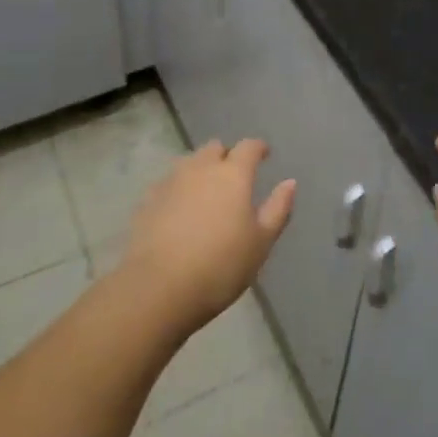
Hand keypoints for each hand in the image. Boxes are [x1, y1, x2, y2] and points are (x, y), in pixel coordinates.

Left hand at [120, 138, 296, 333]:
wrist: (157, 289)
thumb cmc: (220, 266)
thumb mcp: (260, 243)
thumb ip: (277, 208)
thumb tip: (290, 182)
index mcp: (233, 174)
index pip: (248, 147)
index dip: (258, 148)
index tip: (264, 154)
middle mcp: (201, 168)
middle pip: (214, 148)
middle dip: (226, 156)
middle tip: (234, 176)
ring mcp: (171, 182)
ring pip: (189, 163)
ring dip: (201, 170)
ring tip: (207, 193)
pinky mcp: (148, 201)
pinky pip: (169, 184)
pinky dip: (179, 190)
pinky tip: (180, 211)